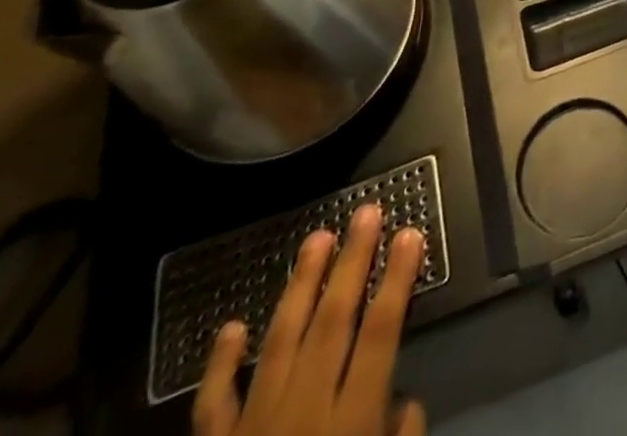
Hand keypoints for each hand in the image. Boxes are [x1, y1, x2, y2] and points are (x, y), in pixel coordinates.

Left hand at [194, 204, 426, 435]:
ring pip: (279, 342)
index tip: (412, 232)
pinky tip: (233, 325)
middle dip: (352, 263)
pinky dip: (222, 363)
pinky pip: (214, 403)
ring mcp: (251, 430)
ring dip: (300, 287)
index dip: (397, 281)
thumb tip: (404, 402)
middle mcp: (301, 414)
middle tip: (367, 212)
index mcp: (348, 425)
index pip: (380, 335)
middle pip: (332, 323)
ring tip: (317, 238)